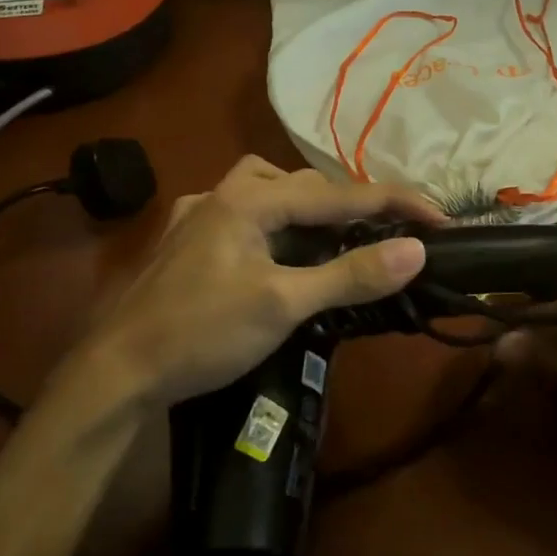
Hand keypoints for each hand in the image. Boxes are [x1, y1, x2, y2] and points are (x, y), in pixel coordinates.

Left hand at [51, 156, 438, 415]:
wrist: (116, 372)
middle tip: (389, 229)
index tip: (440, 216)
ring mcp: (199, 215)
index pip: (338, 193)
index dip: (395, 202)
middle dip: (351, 202)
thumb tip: (415, 251)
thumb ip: (349, 275)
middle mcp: (223, 192)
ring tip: (338, 234)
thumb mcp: (283, 305)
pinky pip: (246, 215)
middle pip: (304, 183)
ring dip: (309, 207)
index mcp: (249, 198)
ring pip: (270, 192)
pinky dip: (277, 223)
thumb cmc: (201, 334)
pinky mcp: (186, 240)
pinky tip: (280, 248)